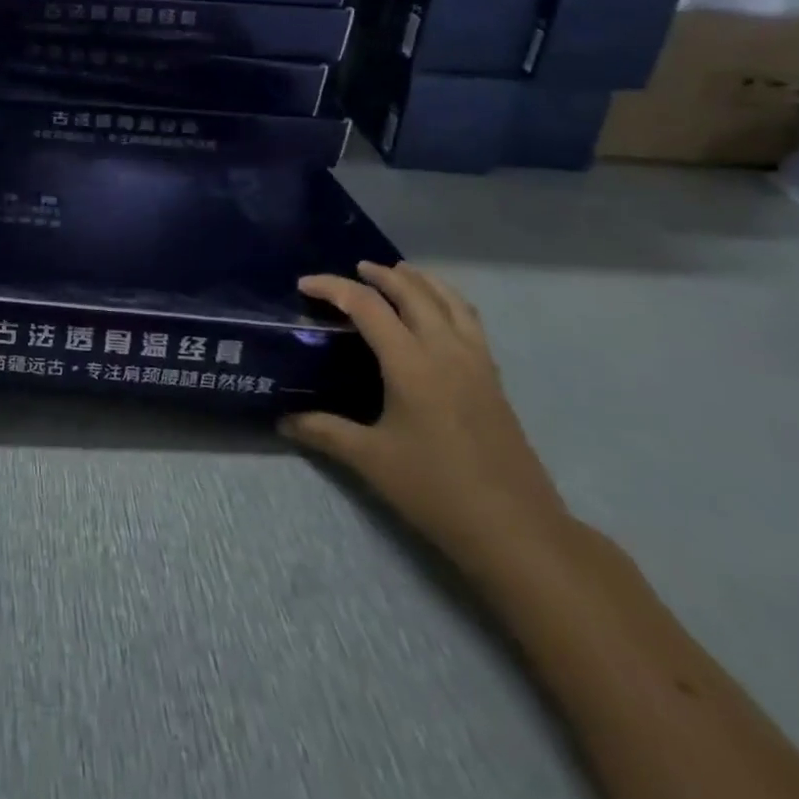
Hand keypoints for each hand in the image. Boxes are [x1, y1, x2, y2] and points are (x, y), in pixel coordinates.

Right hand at [280, 263, 571, 579]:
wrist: (515, 529)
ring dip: (422, 281)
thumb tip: (283, 419)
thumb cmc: (436, 490)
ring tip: (400, 274)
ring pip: (450, 301)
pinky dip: (448, 302)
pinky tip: (438, 316)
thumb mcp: (370, 459)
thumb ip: (324, 431)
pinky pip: (469, 321)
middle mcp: (446, 350)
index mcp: (411, 363)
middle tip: (354, 270)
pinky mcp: (494, 378)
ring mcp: (476, 362)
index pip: (367, 306)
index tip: (305, 285)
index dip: (333, 288)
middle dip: (381, 275)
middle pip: (414, 292)